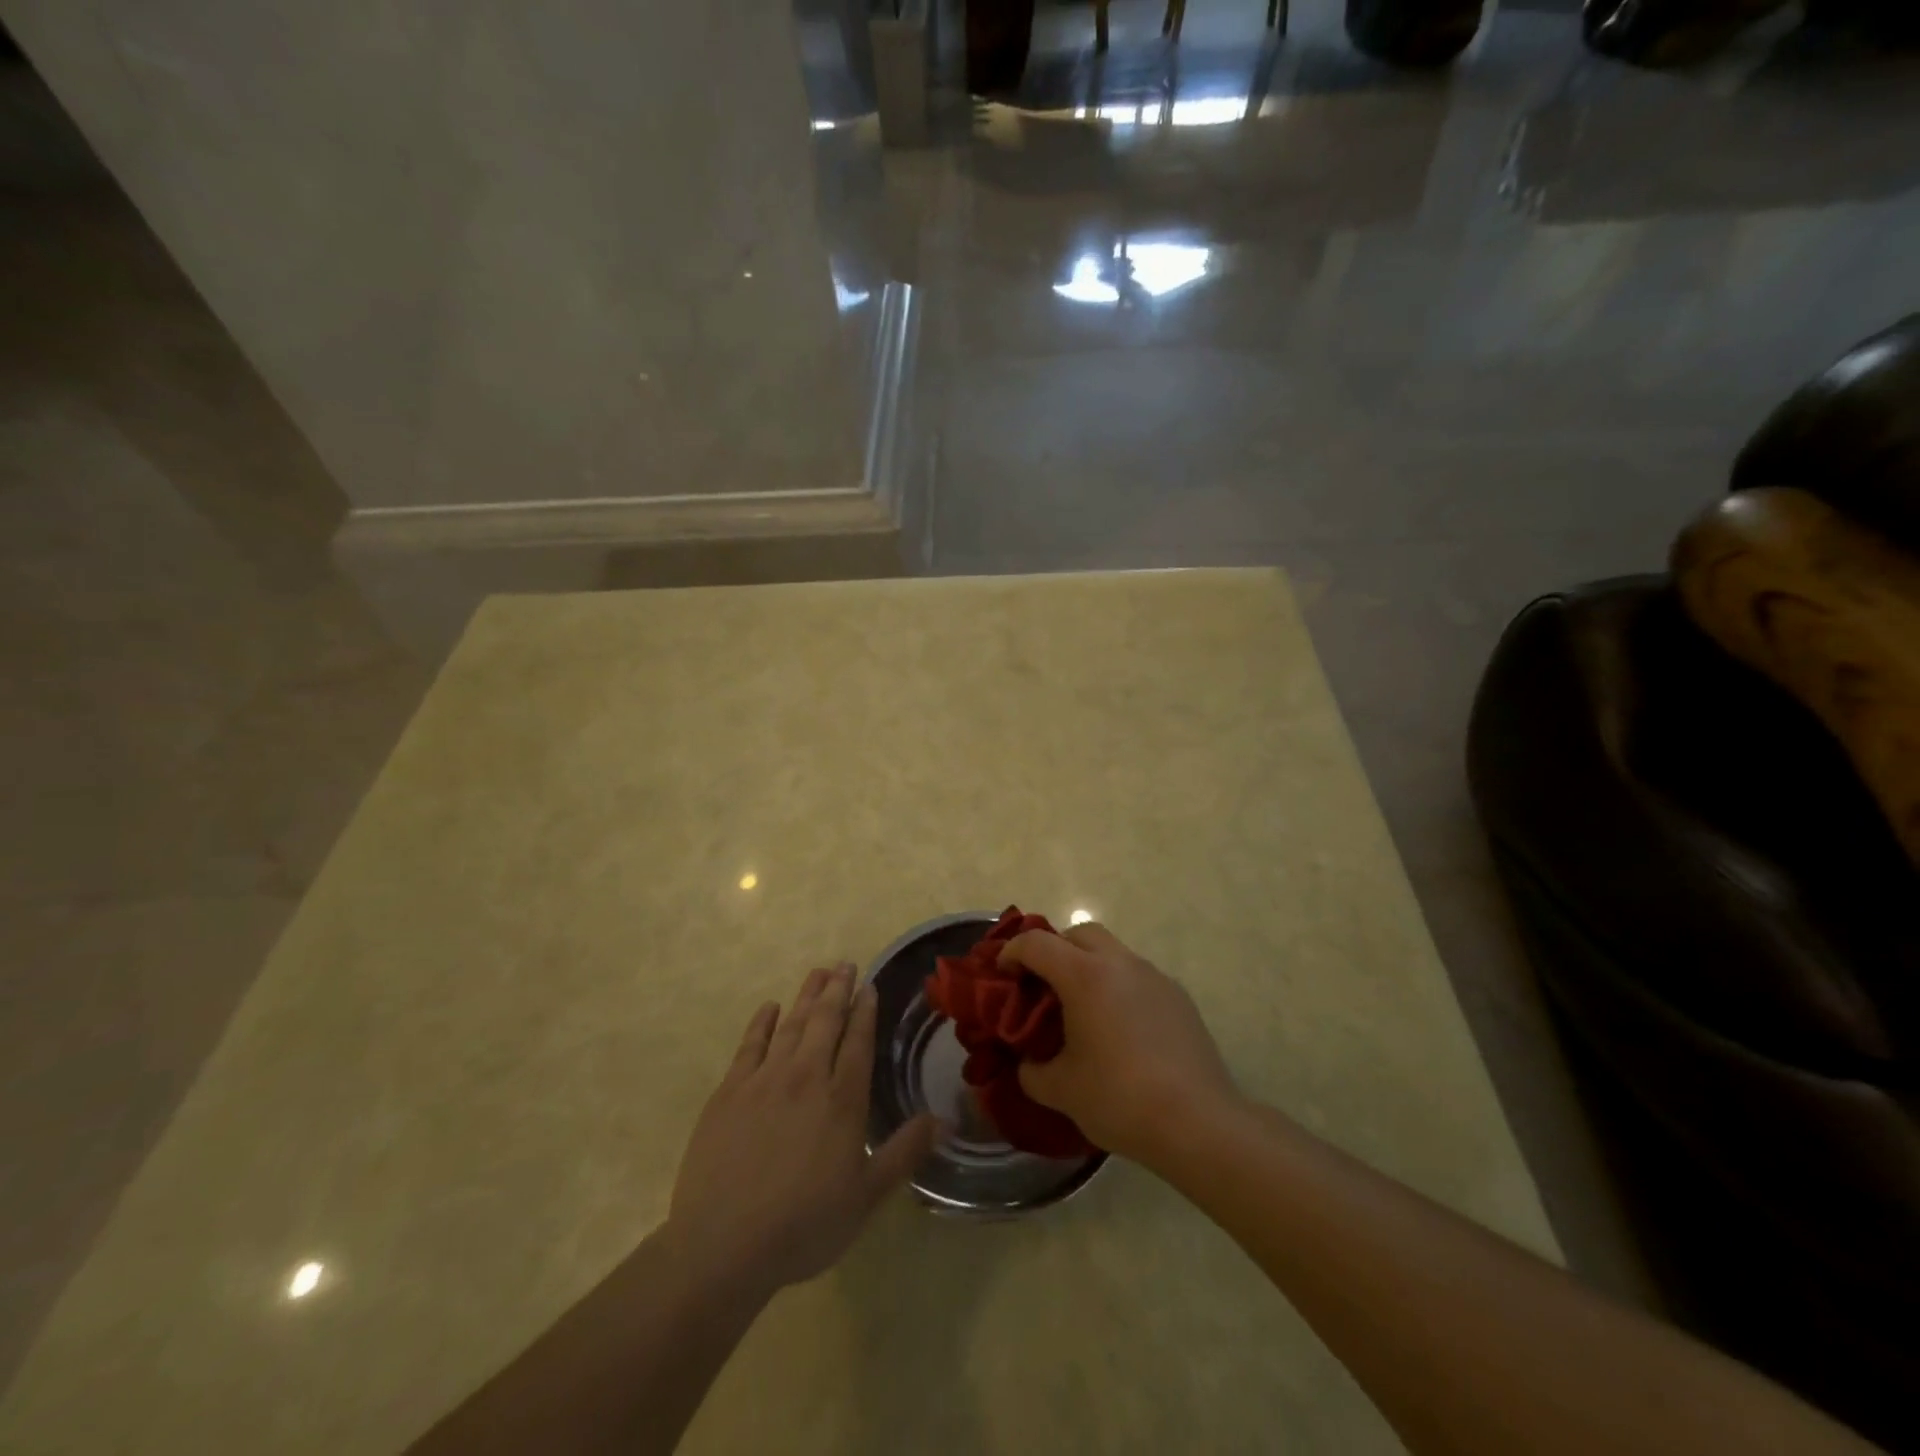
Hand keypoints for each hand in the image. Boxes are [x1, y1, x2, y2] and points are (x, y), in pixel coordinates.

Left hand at [666, 963, 936, 1296]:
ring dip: (806, 996)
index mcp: (842, 1100)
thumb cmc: (803, 1225)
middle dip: (838, 990)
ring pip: (791, 1025)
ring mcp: (764, 1080)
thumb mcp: (866, 1198)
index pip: (858, 1042)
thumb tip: (943, 1119)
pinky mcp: (729, 1092)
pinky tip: (769, 1008)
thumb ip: (904, 1153)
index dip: (865, 1011)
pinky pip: (749, 1045)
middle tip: (845, 964)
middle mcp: (806, 1077)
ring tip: (817, 973)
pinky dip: (762, 1023)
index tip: (870, 986)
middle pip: (825, 1021)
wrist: (723, 1245)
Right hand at [997, 923, 1240, 1166]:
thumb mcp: (1060, 1090)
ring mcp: (1154, 976)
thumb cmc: (1120, 1098)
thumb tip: (1028, 1063)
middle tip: (1041, 986)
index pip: (1037, 943)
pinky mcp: (1178, 997)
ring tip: (1081, 1010)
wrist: (1199, 1123)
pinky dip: (1118, 987)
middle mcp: (1120, 963)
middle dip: (1054, 950)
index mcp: (1085, 975)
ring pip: (1112, 952)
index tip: (1002, 975)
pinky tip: (1119, 1030)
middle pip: (1079, 934)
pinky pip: (1137, 977)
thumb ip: (1032, 1070)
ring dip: (1089, 967)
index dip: (1012, 953)